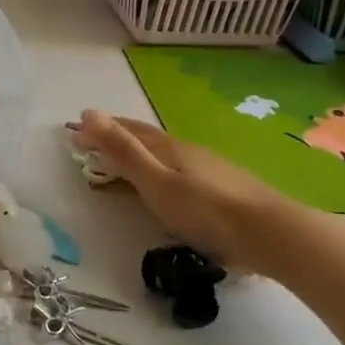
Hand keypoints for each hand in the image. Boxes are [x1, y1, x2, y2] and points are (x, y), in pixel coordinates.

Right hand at [73, 110, 290, 273]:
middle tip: (95, 138)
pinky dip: (164, 168)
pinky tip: (173, 181)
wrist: (269, 232)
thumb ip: (122, 150)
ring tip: (128, 158)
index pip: (127, 132)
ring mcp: (209, 167)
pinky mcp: (225, 187)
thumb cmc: (205, 210)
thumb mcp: (155, 182)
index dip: (101, 129)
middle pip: (147, 139)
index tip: (75, 130)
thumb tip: (89, 112)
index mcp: (167, 148)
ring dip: (142, 152)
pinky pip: (183, 169)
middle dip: (119, 136)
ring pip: (167, 153)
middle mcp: (187, 150)